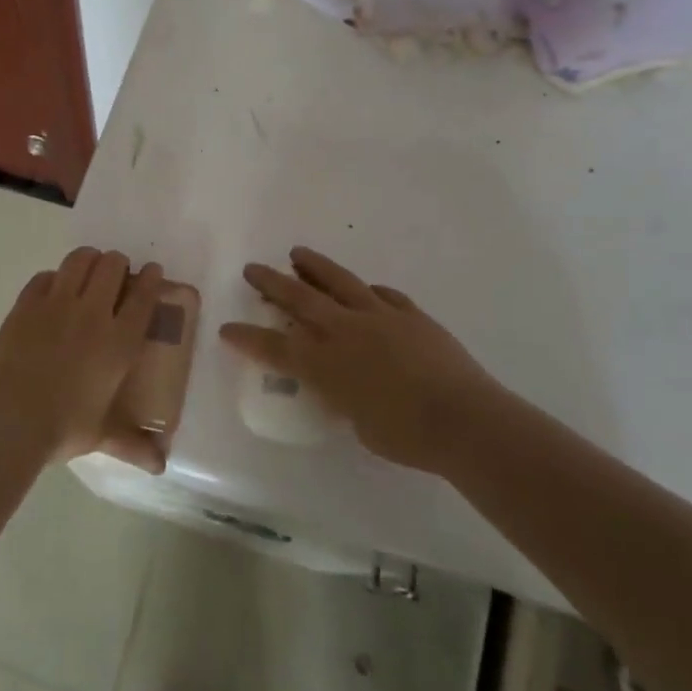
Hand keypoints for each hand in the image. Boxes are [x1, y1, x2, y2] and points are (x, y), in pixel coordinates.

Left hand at [0, 247, 166, 468]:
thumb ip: (133, 444)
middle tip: (115, 277)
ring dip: (88, 260)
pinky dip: (52, 278)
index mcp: (119, 341)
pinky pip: (44, 276)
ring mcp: (57, 303)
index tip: (152, 272)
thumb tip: (160, 466)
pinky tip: (52, 291)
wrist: (11, 417)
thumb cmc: (64, 427)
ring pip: (79, 260)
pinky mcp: (26, 304)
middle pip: (112, 265)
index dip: (150, 278)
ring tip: (87, 271)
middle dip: (118, 264)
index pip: (143, 295)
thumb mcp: (103, 435)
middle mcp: (93, 313)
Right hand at [219, 248, 497, 474]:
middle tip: (253, 268)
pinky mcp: (410, 314)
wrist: (463, 419)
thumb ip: (345, 399)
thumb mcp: (360, 425)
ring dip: (314, 266)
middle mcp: (346, 332)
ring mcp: (380, 317)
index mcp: (327, 365)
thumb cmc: (407, 437)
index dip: (248, 338)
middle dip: (272, 283)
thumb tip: (345, 388)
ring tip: (298, 253)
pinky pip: (383, 294)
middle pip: (300, 300)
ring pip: (339, 282)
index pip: (276, 348)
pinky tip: (364, 289)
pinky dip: (368, 290)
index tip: (227, 327)